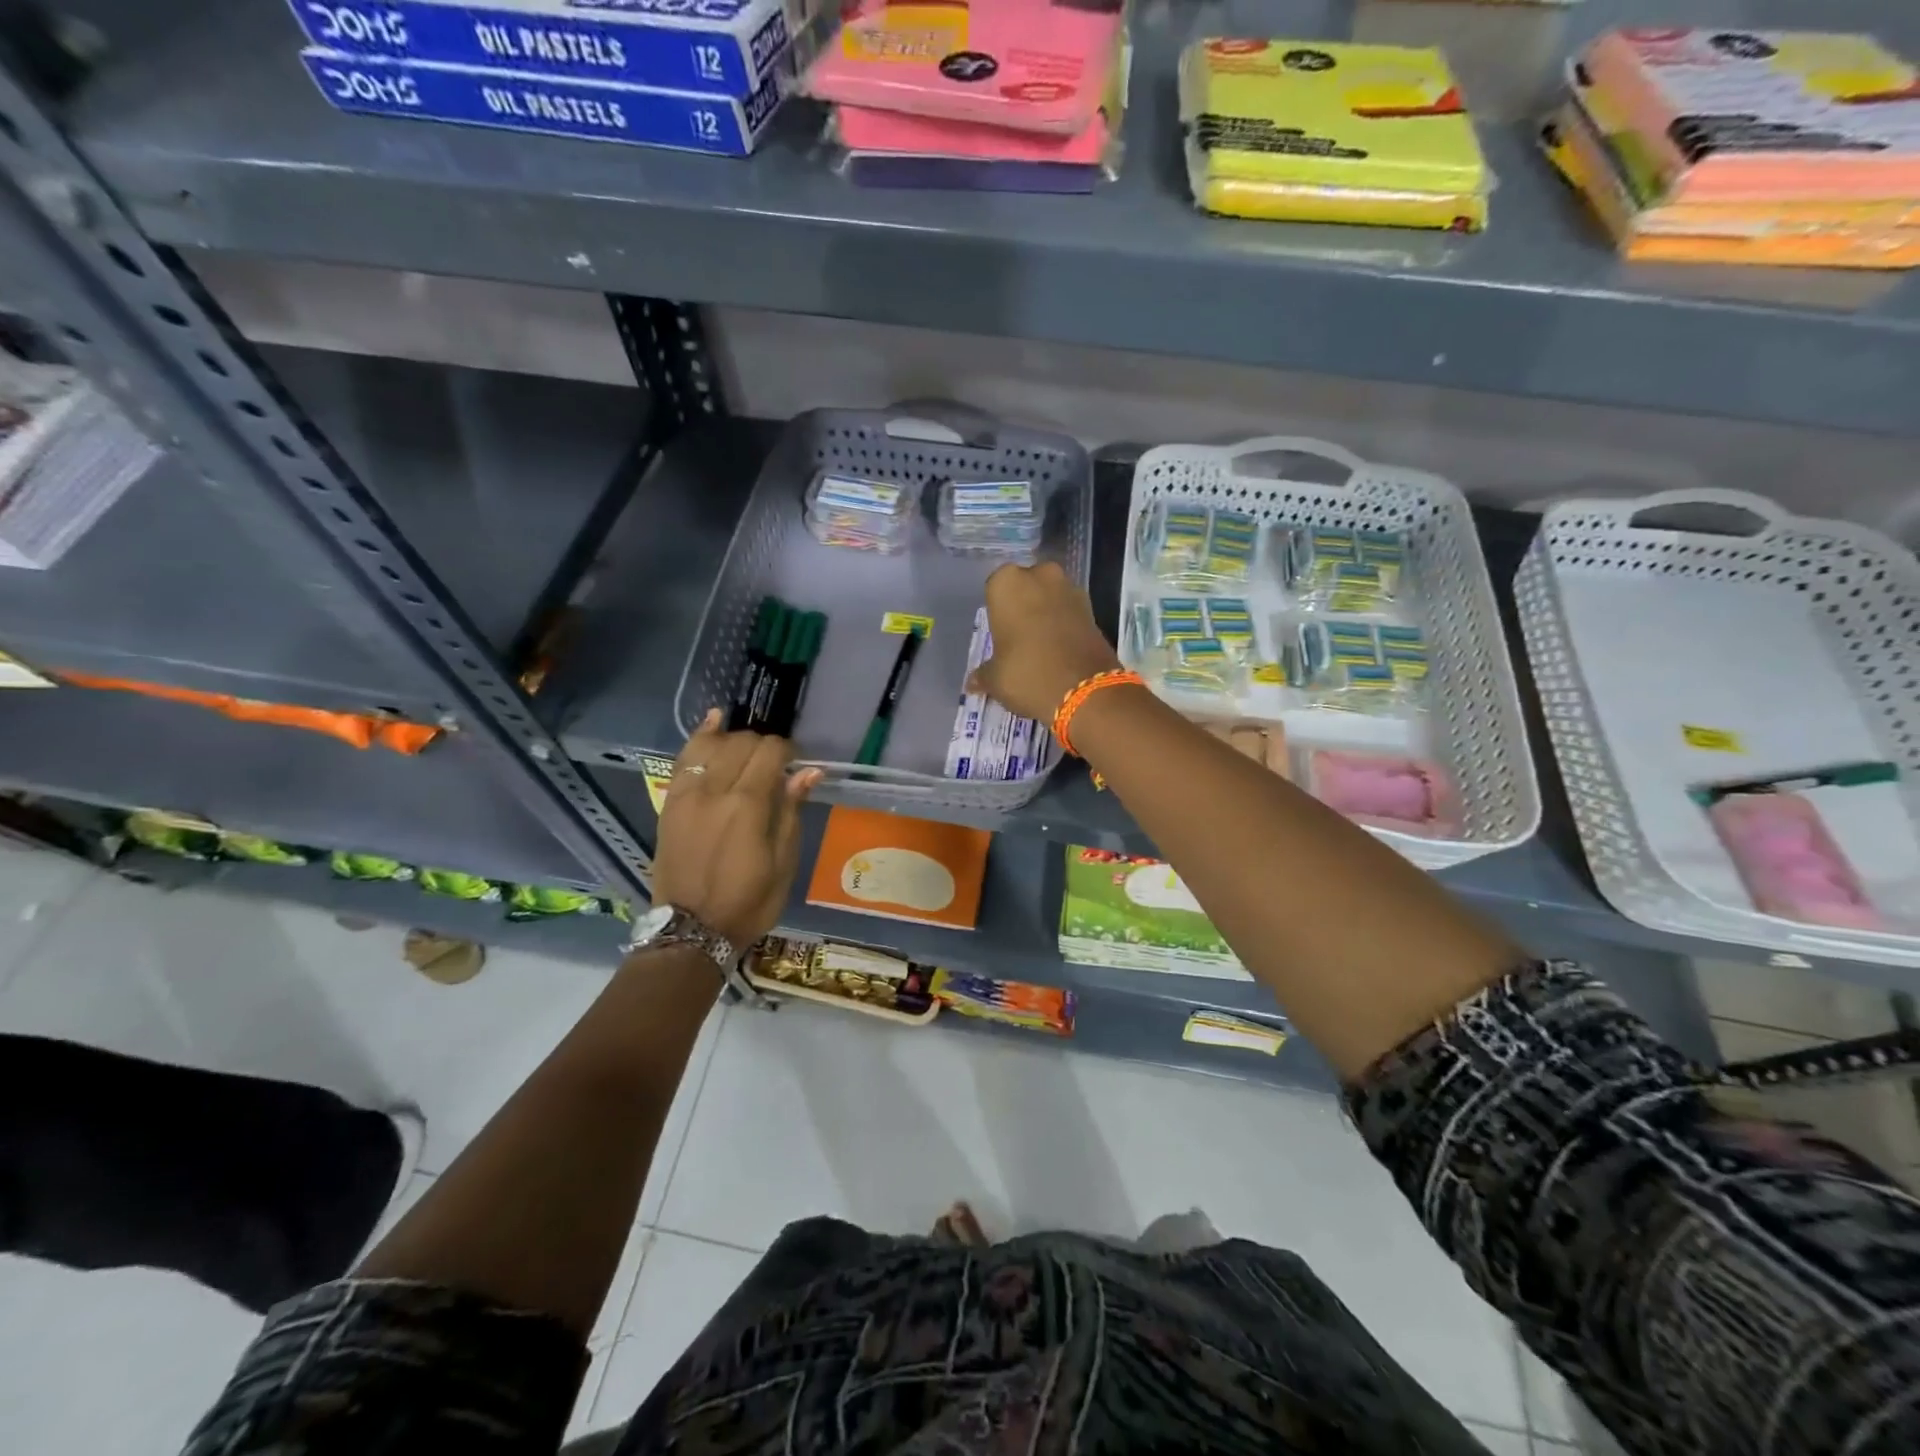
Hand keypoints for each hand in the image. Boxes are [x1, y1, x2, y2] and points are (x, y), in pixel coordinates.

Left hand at [652, 711, 821, 948]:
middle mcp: (714, 790)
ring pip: (711, 744)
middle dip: (763, 745)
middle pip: (742, 743)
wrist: (691, 930)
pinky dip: (700, 736)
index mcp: (747, 806)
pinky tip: (714, 721)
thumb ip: (791, 810)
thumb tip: (809, 771)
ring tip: (747, 748)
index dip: (787, 751)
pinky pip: (683, 758)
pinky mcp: (670, 803)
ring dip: (734, 739)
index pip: (770, 752)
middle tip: (774, 766)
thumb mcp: (783, 862)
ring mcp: (686, 795)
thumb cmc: (748, 901)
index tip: (796, 764)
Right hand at [968, 561, 1121, 723]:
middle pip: (1026, 588)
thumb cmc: (1027, 673)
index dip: (997, 612)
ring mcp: (1070, 588)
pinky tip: (1059, 650)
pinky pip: (1069, 612)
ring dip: (1045, 614)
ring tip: (1040, 646)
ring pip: (1050, 597)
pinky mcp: (1093, 608)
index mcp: (1007, 582)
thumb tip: (974, 682)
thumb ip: (983, 674)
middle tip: (1017, 638)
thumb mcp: (995, 679)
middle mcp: (1040, 575)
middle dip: (1023, 607)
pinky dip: (1064, 625)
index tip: (999, 633)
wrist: (1085, 690)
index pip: (994, 589)